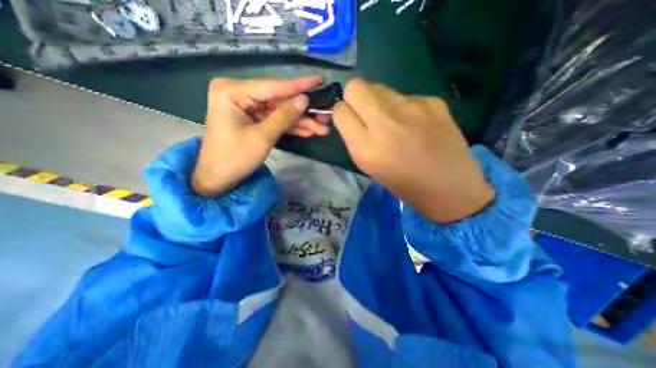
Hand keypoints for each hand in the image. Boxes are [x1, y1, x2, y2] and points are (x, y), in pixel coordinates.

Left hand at [192, 74, 329, 198]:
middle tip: (325, 115)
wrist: (218, 179)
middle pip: (279, 100)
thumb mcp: (263, 137)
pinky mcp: (253, 119)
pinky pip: (275, 120)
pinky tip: (308, 131)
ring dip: (300, 121)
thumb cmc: (234, 158)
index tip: (320, 79)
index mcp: (232, 91)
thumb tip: (305, 99)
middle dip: (303, 111)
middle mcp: (239, 94)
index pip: (273, 86)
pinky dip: (290, 127)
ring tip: (322, 128)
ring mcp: (247, 107)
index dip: (299, 85)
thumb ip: (284, 117)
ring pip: (280, 112)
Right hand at [333, 78, 491, 222]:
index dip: (343, 113)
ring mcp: (410, 108)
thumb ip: (356, 138)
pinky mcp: (432, 101)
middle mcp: (384, 123)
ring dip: (378, 101)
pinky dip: (403, 107)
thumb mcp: (369, 166)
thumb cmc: (403, 183)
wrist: (449, 187)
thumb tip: (353, 115)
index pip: (340, 111)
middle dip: (354, 97)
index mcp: (366, 148)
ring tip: (393, 120)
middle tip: (365, 112)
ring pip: (379, 87)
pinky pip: (405, 96)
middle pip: (355, 87)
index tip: (350, 120)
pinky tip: (416, 124)